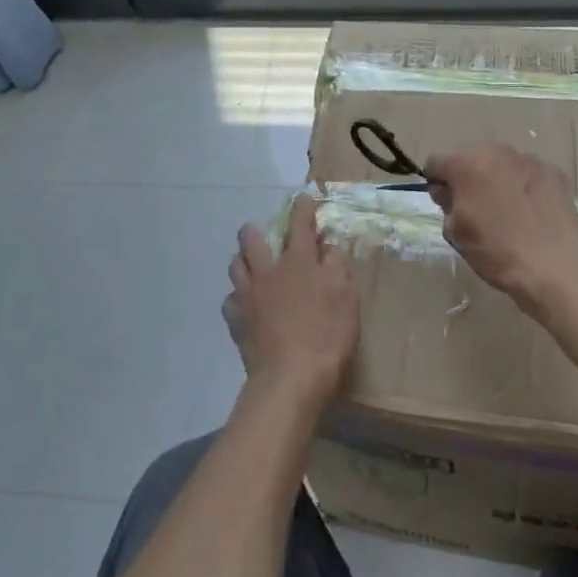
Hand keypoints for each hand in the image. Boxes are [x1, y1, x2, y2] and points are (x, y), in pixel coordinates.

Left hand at [224, 195, 359, 408]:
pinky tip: (246, 306)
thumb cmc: (327, 334)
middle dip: (255, 230)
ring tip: (250, 265)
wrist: (291, 378)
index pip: (300, 224)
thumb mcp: (346, 296)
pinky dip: (237, 298)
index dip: (302, 208)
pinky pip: (231, 300)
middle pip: (252, 239)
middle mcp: (268, 271)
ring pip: (235, 265)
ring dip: (243, 260)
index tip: (303, 198)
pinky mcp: (236, 321)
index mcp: (298, 261)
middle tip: (263, 234)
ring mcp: (248, 296)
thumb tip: (326, 246)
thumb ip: (336, 265)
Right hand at [424, 145, 577, 312]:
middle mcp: (497, 152)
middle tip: (476, 211)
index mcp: (466, 164)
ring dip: (498, 182)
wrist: (557, 265)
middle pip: (472, 160)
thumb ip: (447, 205)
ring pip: (502, 166)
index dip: (436, 184)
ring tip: (508, 214)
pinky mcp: (554, 173)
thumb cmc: (497, 250)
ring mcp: (529, 160)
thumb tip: (450, 194)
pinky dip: (524, 188)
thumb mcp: (456, 233)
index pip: (436, 163)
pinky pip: (528, 175)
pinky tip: (531, 214)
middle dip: (469, 180)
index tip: (445, 205)